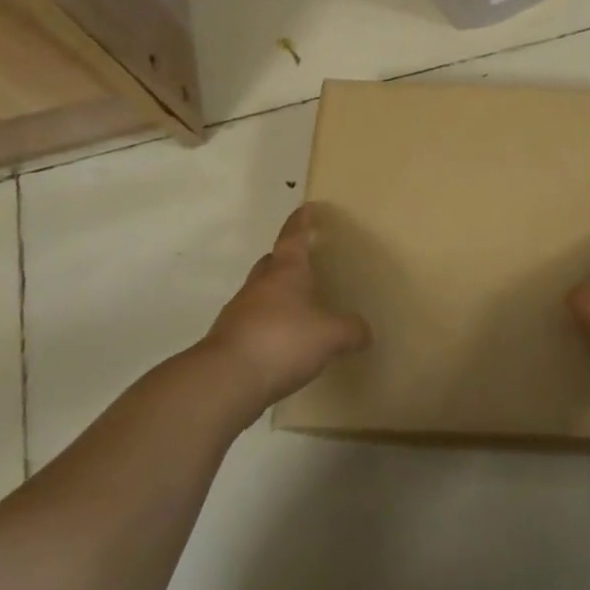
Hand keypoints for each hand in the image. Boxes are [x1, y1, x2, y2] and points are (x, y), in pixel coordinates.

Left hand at [200, 205, 370, 414]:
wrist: (224, 381)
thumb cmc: (282, 341)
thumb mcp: (330, 336)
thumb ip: (350, 330)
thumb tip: (365, 332)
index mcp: (285, 272)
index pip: (293, 237)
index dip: (301, 222)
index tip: (306, 208)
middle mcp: (259, 286)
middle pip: (271, 263)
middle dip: (285, 259)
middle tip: (304, 263)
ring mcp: (239, 313)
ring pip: (259, 294)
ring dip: (275, 296)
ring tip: (298, 309)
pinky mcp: (228, 342)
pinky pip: (252, 325)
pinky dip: (267, 327)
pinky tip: (283, 345)